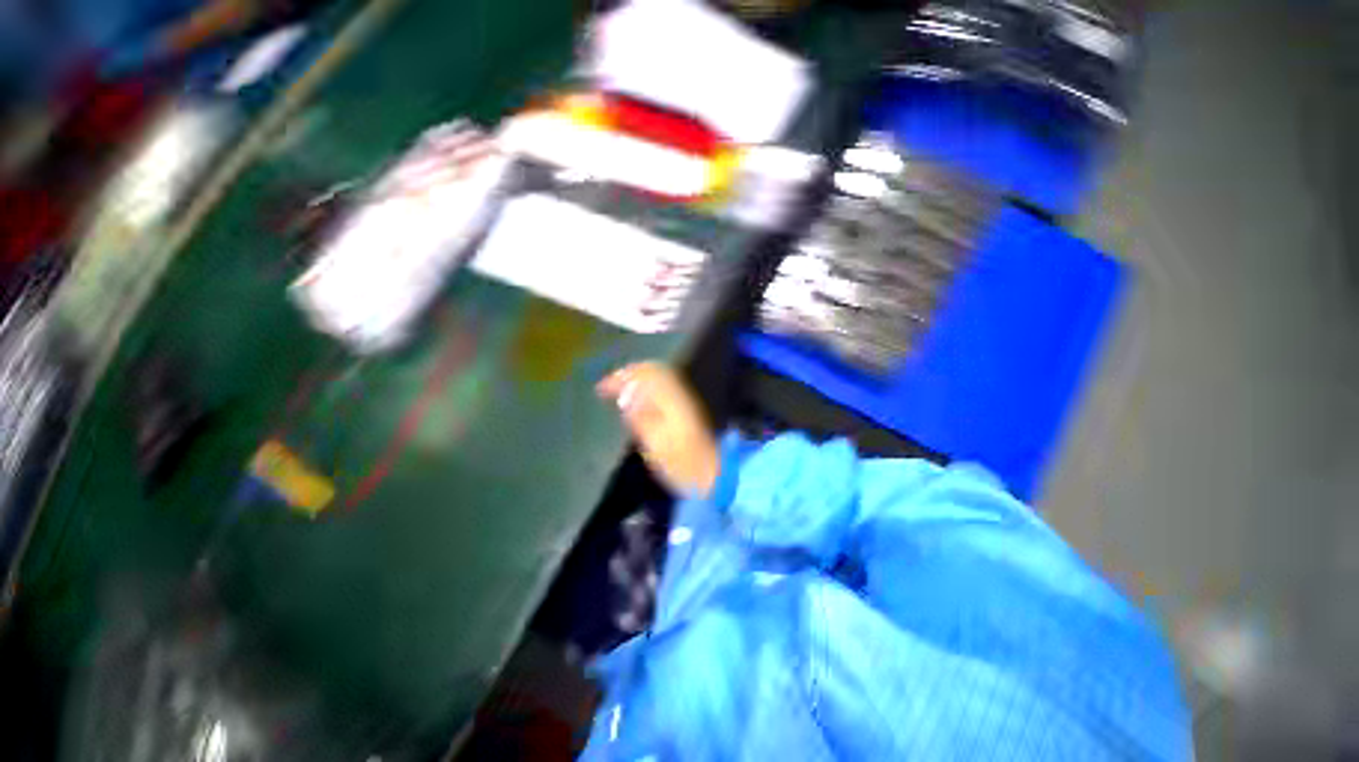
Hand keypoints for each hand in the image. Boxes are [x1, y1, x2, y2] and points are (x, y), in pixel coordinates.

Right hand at [598, 362, 719, 496]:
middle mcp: (679, 395)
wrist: (712, 473)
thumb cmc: (681, 463)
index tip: (601, 388)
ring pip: (660, 377)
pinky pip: (664, 387)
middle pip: (654, 372)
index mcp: (671, 401)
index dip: (621, 378)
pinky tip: (638, 397)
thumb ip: (640, 417)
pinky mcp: (686, 409)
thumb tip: (623, 395)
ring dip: (638, 377)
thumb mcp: (656, 444)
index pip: (645, 376)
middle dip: (629, 374)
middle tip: (609, 383)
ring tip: (619, 387)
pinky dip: (647, 386)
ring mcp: (685, 401)